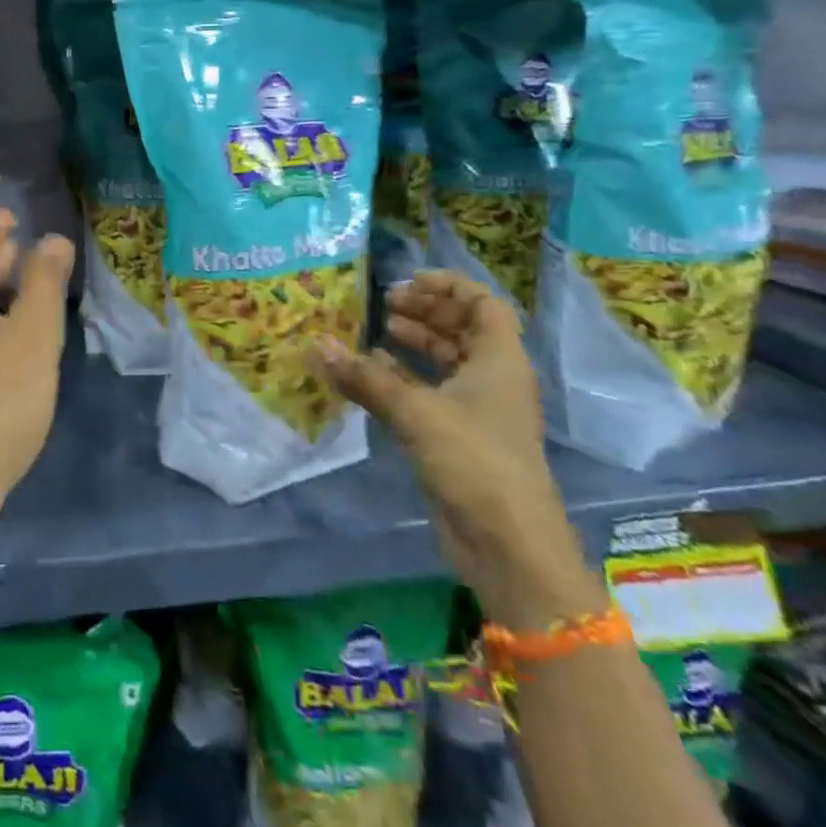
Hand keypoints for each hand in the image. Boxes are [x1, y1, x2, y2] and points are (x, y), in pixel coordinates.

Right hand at [315, 271, 604, 630]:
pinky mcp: (459, 438)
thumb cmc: (474, 462)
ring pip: (447, 361)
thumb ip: (365, 377)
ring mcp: (477, 411)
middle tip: (384, 304)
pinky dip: (404, 378)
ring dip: (415, 343)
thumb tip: (316, 345)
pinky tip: (372, 374)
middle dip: (427, 311)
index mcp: (499, 361)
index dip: (449, 286)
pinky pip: (431, 393)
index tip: (407, 281)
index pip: (484, 304)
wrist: (509, 545)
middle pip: (464, 329)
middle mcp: (492, 379)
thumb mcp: (416, 412)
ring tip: (377, 331)